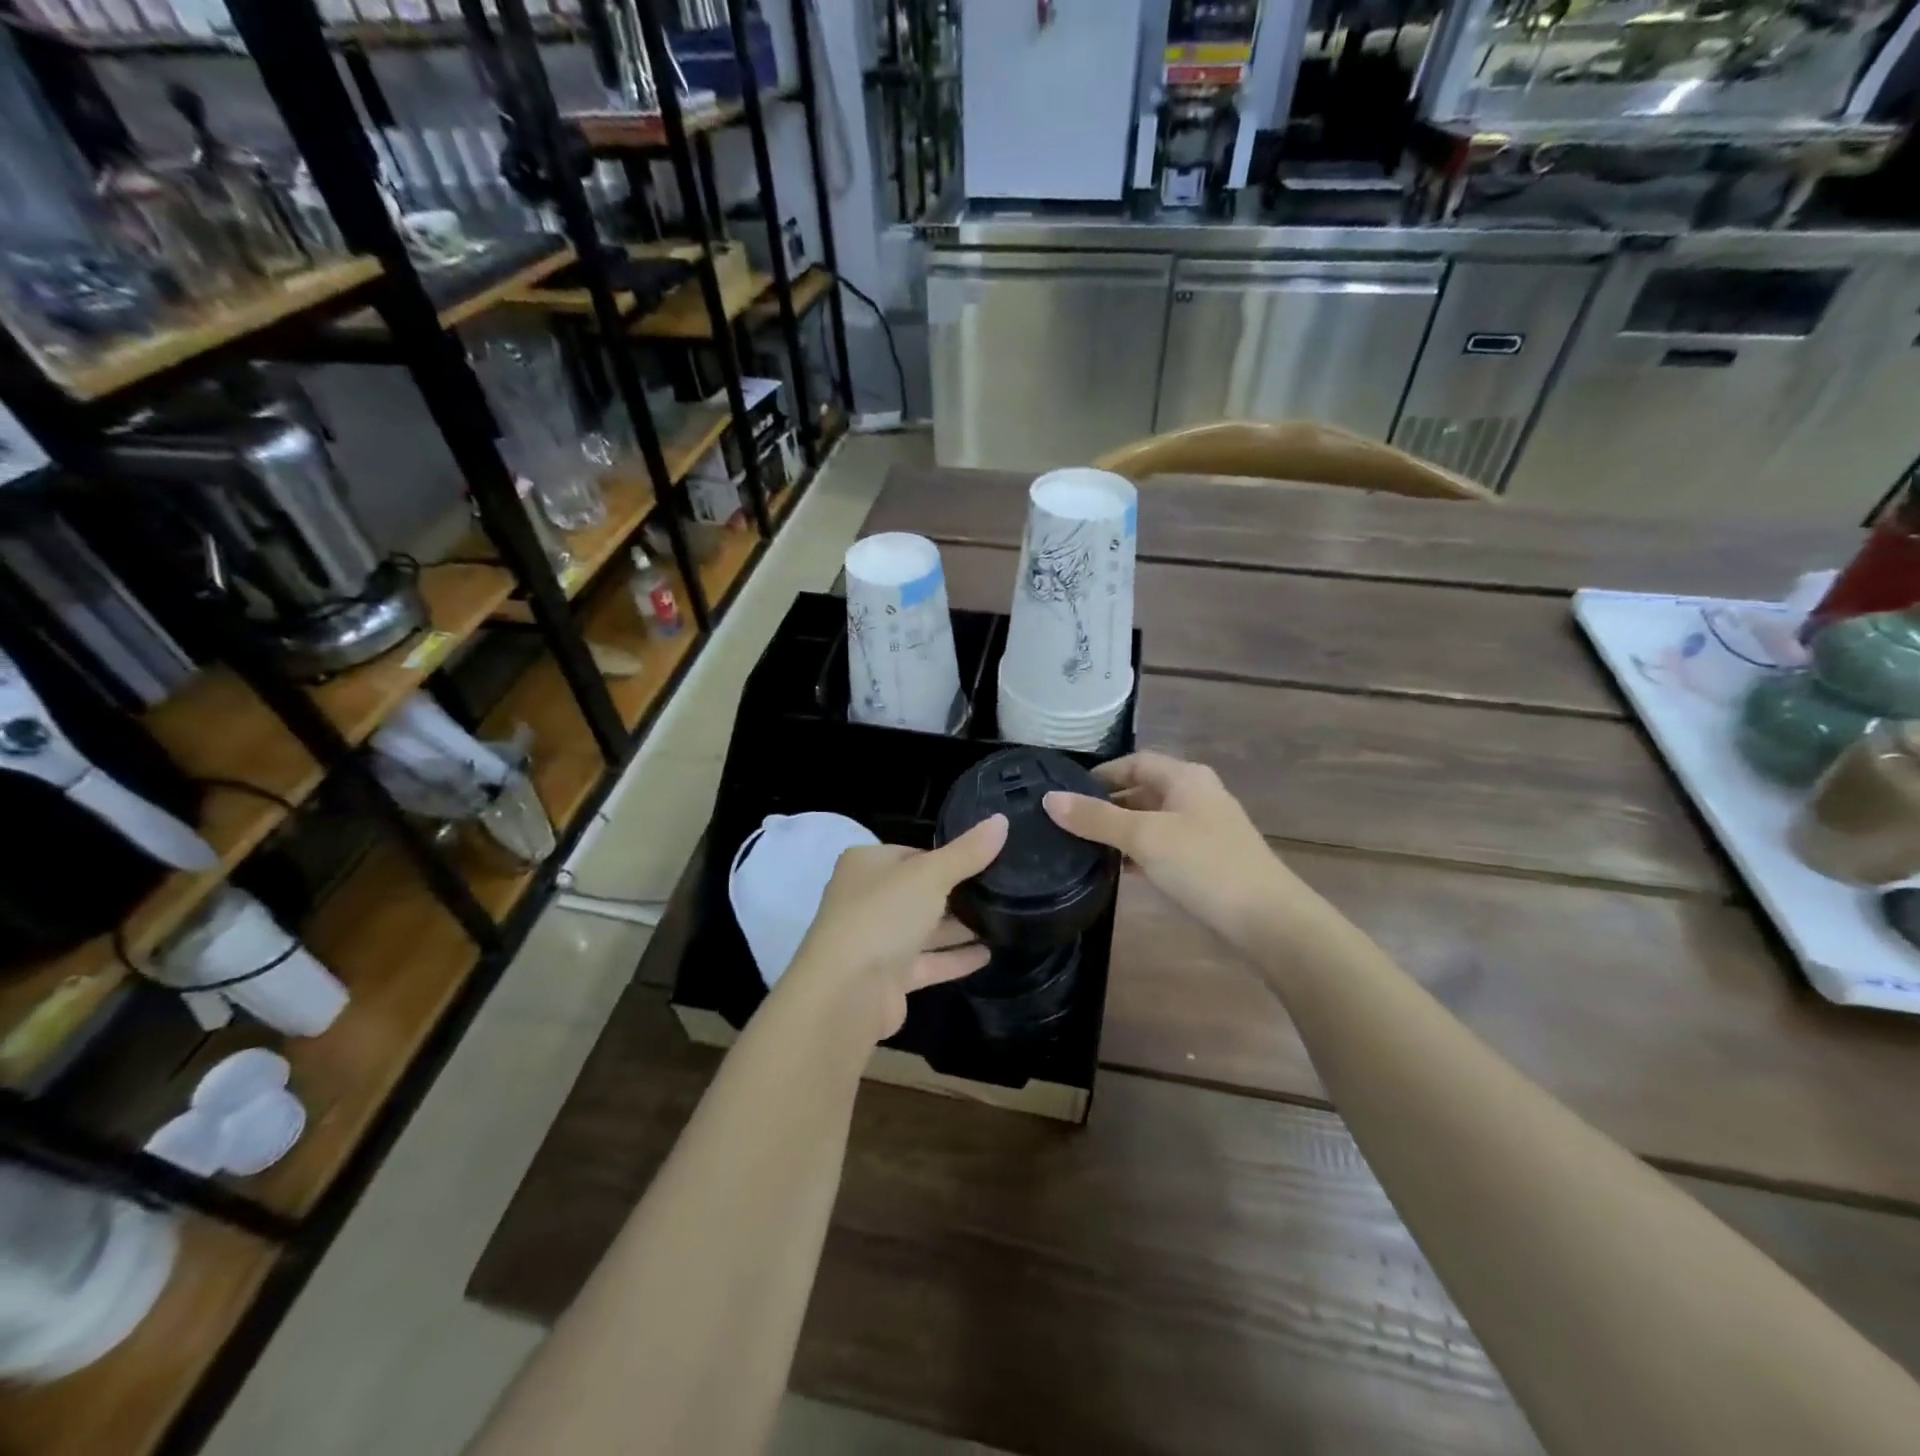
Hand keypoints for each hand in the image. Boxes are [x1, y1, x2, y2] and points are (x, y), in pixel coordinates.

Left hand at [774, 815, 1007, 1042]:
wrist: (846, 993)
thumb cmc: (883, 916)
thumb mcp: (930, 875)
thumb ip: (967, 852)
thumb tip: (1002, 820)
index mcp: (867, 864)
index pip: (914, 853)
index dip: (949, 856)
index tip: (988, 859)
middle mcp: (868, 899)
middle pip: (920, 891)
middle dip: (958, 892)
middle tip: (1005, 889)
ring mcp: (877, 940)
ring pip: (925, 928)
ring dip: (960, 927)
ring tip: (1007, 920)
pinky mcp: (889, 978)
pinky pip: (929, 962)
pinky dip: (955, 958)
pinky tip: (989, 954)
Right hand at [1043, 752, 1297, 947]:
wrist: (1268, 920)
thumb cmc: (1204, 865)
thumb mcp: (1144, 837)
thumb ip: (1096, 818)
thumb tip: (1049, 799)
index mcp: (1186, 778)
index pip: (1135, 762)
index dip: (1101, 773)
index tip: (1067, 792)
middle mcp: (1197, 796)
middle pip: (1143, 790)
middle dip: (1107, 803)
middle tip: (1069, 822)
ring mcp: (1205, 830)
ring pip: (1153, 820)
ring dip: (1121, 830)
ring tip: (1083, 846)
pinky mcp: (1208, 861)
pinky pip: (1164, 846)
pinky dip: (1140, 852)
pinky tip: (1118, 870)